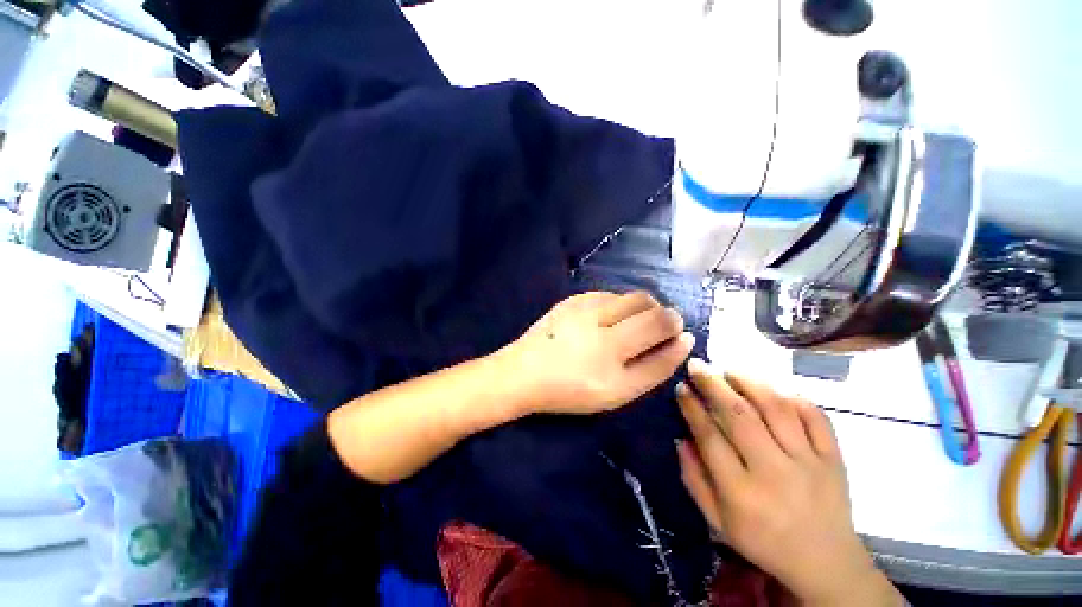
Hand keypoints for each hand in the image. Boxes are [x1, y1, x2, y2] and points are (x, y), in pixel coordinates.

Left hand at [500, 291, 694, 414]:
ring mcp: (585, 310)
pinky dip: (621, 303)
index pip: (662, 336)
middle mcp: (601, 332)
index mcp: (613, 362)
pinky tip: (611, 317)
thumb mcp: (616, 392)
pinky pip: (610, 294)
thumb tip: (682, 340)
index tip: (681, 335)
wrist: (523, 372)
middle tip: (659, 329)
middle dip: (666, 317)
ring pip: (633, 297)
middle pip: (653, 311)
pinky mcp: (573, 299)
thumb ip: (652, 368)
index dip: (677, 335)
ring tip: (634, 324)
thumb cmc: (570, 389)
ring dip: (644, 308)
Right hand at [675, 360, 903, 606]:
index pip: (710, 437)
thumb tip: (681, 438)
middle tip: (697, 365)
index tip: (681, 387)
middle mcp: (775, 472)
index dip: (692, 407)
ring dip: (749, 383)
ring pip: (777, 409)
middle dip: (713, 384)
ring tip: (729, 370)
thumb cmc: (763, 541)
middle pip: (740, 416)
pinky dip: (793, 397)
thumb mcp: (717, 522)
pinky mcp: (834, 457)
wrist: (825, 563)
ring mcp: (809, 462)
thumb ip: (694, 479)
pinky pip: (815, 417)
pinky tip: (772, 389)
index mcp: (742, 493)